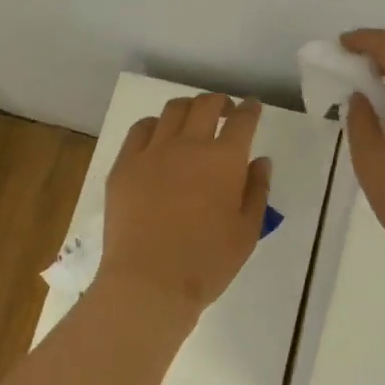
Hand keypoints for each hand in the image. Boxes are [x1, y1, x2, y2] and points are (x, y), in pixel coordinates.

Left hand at [99, 94, 272, 314]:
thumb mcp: (247, 232)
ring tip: (192, 121)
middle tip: (225, 111)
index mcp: (224, 160)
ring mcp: (152, 152)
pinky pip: (141, 129)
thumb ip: (257, 191)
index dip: (250, 109)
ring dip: (188, 109)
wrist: (149, 283)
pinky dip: (156, 125)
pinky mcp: (124, 165)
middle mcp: (188, 145)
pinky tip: (159, 137)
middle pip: (205, 105)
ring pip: (172, 110)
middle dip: (220, 102)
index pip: (242, 120)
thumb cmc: (206, 263)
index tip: (252, 108)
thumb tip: (260, 160)